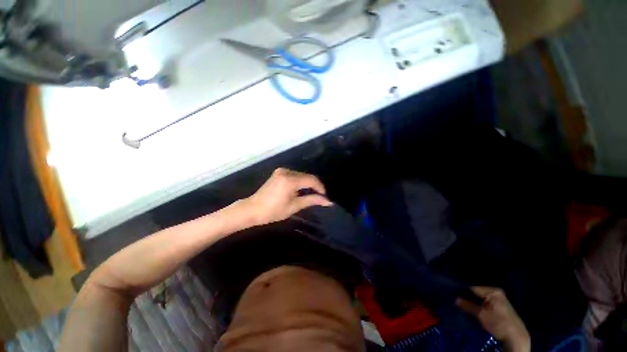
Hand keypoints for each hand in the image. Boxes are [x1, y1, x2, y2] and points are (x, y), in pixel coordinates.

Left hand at [242, 168, 332, 225]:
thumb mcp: (294, 206)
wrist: (252, 209)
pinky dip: (300, 182)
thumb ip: (312, 200)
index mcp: (290, 180)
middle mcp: (286, 172)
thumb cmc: (273, 211)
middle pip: (307, 176)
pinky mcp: (279, 173)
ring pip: (301, 175)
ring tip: (311, 195)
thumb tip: (328, 201)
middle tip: (319, 197)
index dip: (320, 187)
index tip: (325, 197)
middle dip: (315, 186)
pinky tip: (301, 190)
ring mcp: (281, 171)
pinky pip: (295, 175)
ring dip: (308, 184)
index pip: (311, 180)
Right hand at [456, 287, 530, 351]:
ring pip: (481, 298)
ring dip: (473, 301)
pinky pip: (486, 302)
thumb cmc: (499, 323)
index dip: (463, 291)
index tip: (454, 294)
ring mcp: (499, 299)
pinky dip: (479, 304)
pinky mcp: (500, 306)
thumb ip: (467, 305)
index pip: (473, 287)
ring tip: (463, 303)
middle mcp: (496, 292)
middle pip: (477, 292)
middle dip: (468, 296)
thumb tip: (455, 299)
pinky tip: (473, 308)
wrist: (516, 337)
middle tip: (457, 299)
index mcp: (493, 291)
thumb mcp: (481, 315)